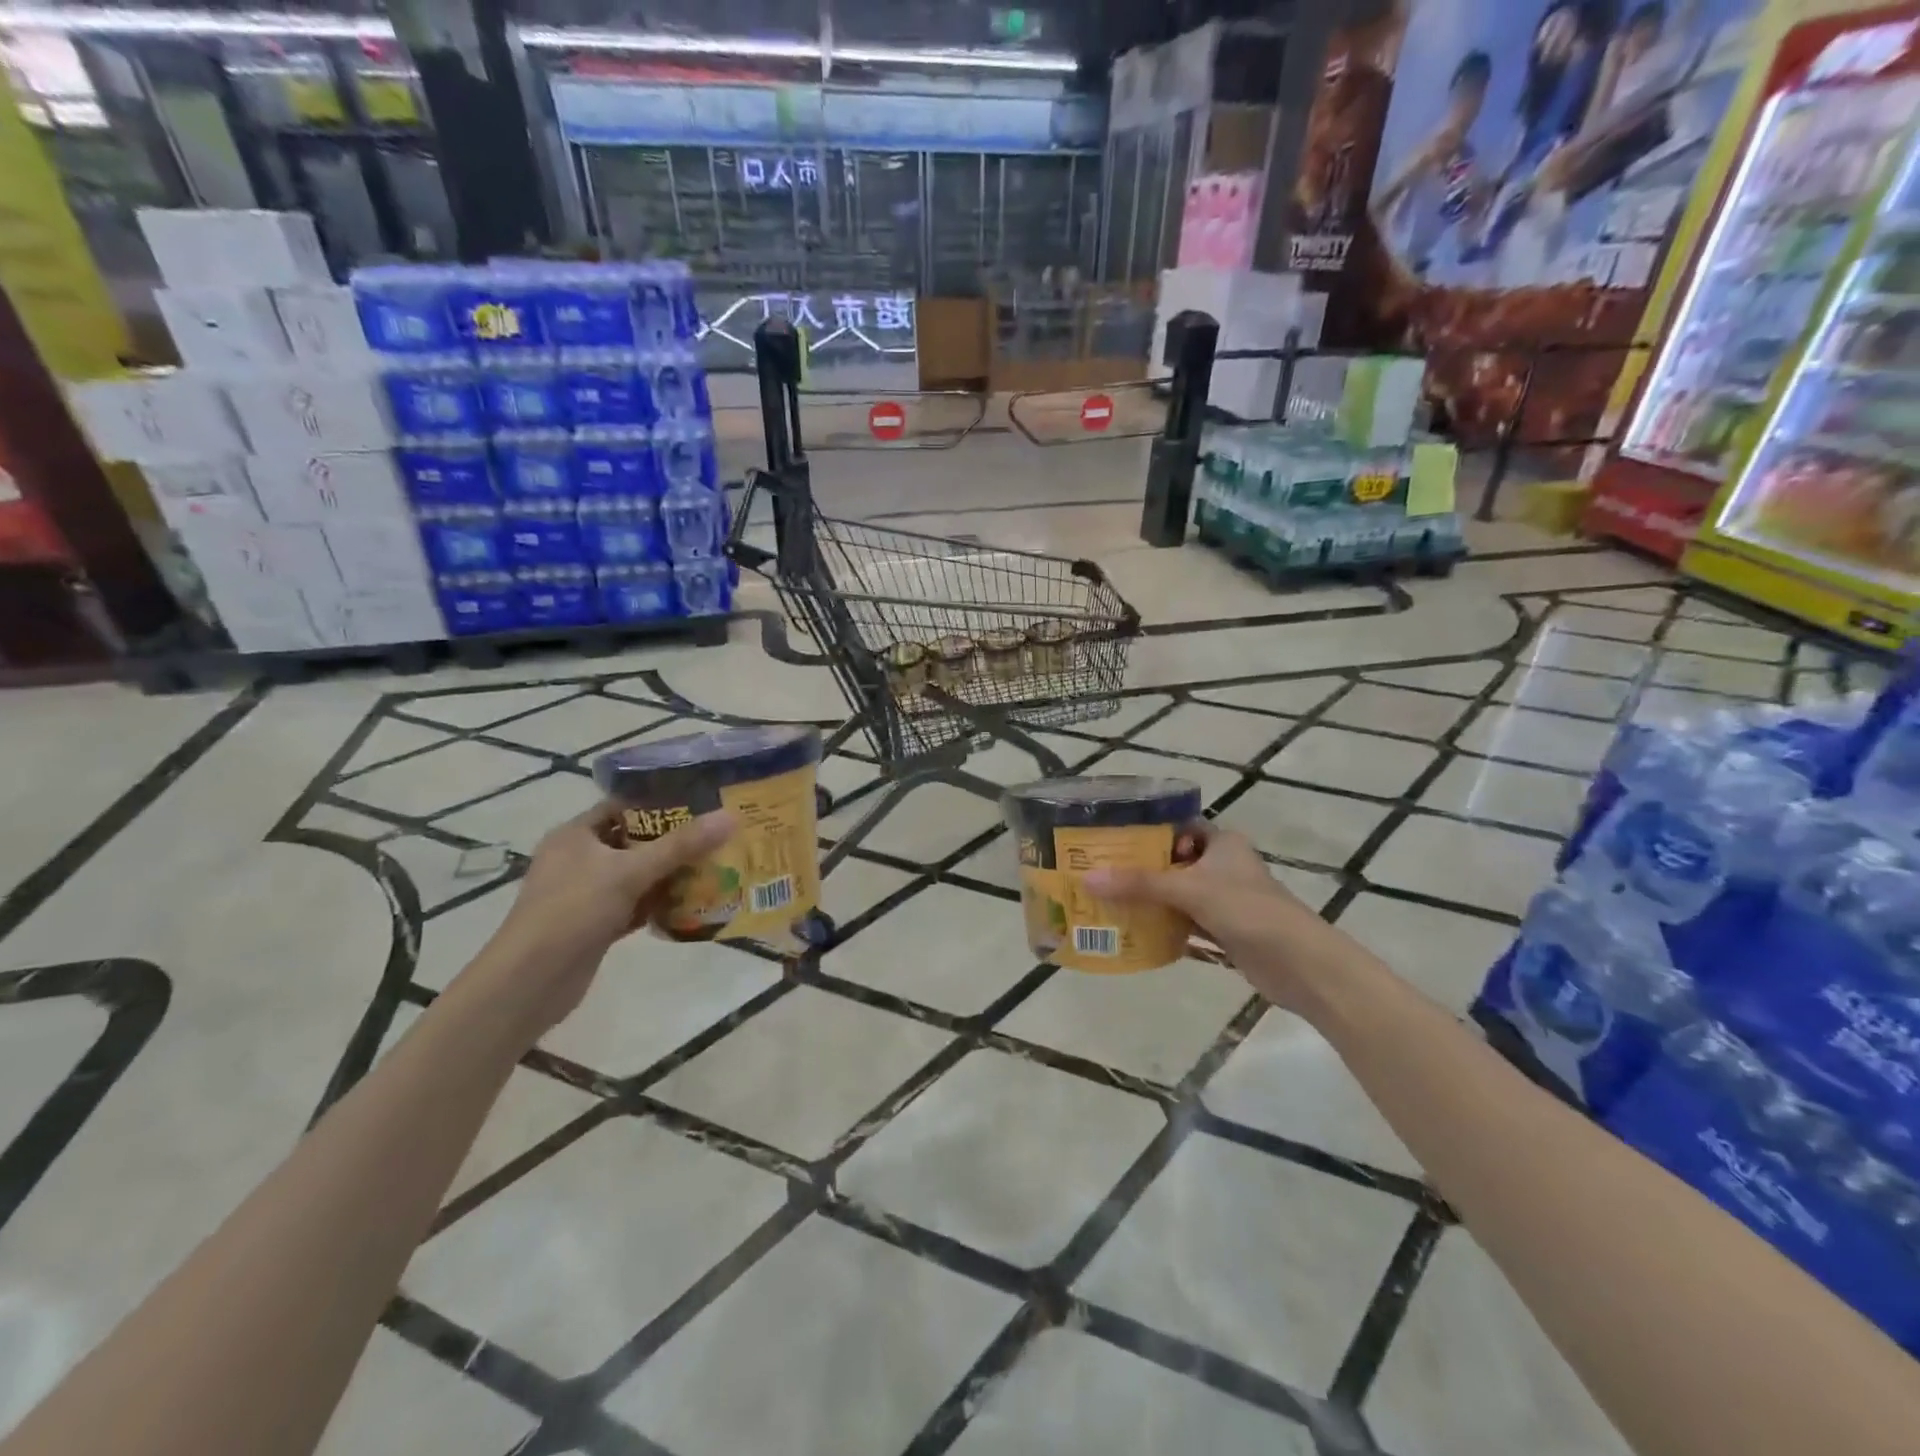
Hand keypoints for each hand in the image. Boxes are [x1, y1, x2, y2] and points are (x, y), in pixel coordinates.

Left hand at [454, 802, 735, 1043]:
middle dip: (673, 841)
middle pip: (633, 841)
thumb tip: (730, 817)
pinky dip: (658, 903)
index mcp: (575, 835)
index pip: (622, 806)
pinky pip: (634, 905)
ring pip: (636, 875)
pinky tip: (691, 903)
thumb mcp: (630, 872)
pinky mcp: (594, 924)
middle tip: (716, 836)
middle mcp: (578, 859)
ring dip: (669, 874)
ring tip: (713, 866)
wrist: (530, 982)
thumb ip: (681, 845)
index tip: (701, 803)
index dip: (660, 803)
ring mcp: (585, 894)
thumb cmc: (573, 911)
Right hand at [1084, 823, 1351, 1014]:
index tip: (1113, 837)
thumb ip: (1139, 884)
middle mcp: (1223, 867)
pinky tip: (1134, 932)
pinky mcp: (1225, 932)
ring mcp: (1225, 901)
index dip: (1149, 830)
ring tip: (1108, 900)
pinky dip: (1165, 928)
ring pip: (1179, 896)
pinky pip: (1186, 924)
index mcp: (1222, 843)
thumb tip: (1088, 879)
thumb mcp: (1190, 890)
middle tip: (1100, 871)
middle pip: (1175, 862)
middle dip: (1141, 869)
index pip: (1179, 826)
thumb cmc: (1248, 910)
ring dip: (1151, 901)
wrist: (1300, 965)